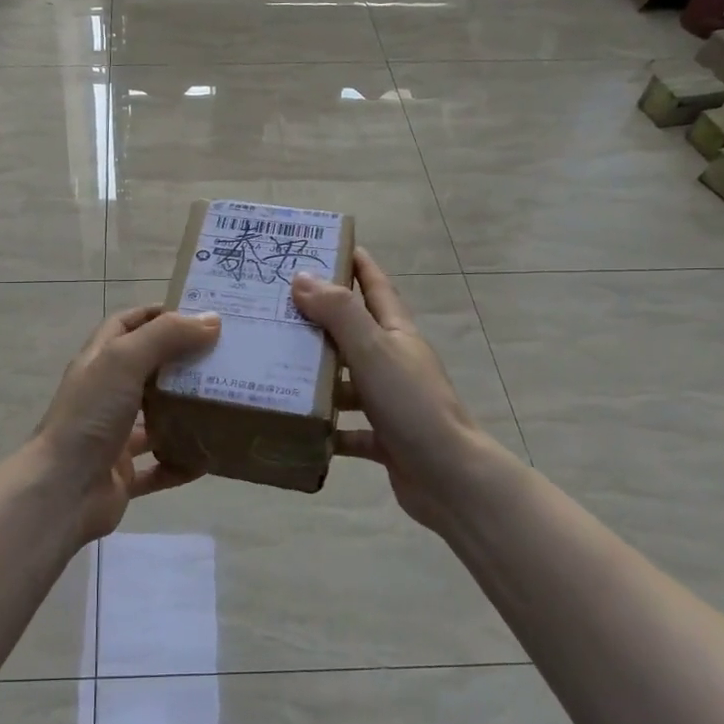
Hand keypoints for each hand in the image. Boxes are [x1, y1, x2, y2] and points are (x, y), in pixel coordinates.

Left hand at [32, 304, 221, 543]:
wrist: (61, 492)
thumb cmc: (90, 416)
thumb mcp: (124, 361)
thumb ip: (165, 336)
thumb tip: (211, 319)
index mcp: (99, 362)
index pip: (126, 325)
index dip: (157, 315)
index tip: (198, 314)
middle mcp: (105, 395)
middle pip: (147, 370)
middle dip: (182, 363)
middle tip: (224, 358)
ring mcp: (112, 436)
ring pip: (155, 419)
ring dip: (185, 414)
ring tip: (224, 404)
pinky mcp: (122, 474)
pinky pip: (159, 467)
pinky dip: (181, 463)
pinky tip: (209, 460)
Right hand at [292, 248, 516, 531]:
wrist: (449, 478)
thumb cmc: (412, 405)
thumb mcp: (373, 351)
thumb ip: (339, 313)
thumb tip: (302, 277)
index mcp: (397, 334)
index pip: (375, 286)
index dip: (355, 263)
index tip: (325, 244)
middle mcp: (395, 362)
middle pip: (354, 332)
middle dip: (319, 318)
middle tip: (275, 307)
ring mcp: (391, 401)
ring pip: (347, 380)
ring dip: (317, 375)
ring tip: (274, 366)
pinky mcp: (385, 438)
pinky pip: (348, 428)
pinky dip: (326, 427)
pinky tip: (298, 425)